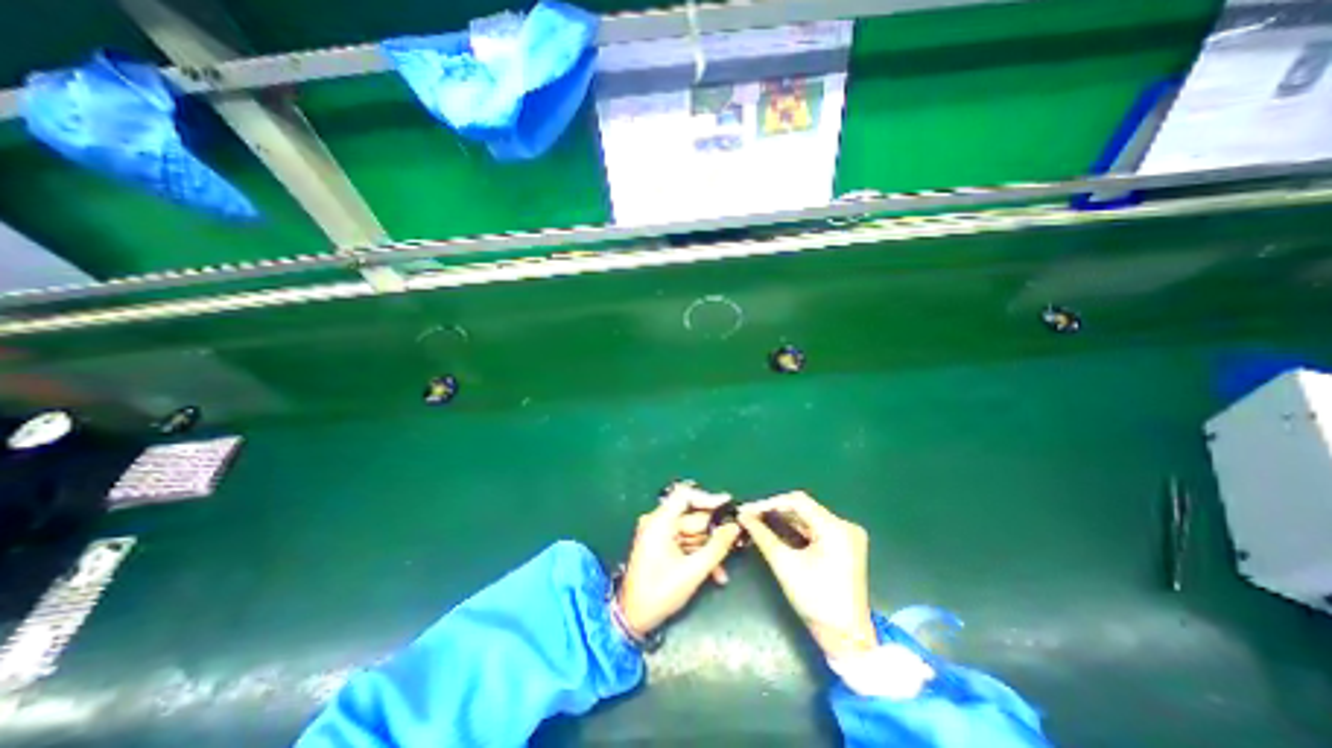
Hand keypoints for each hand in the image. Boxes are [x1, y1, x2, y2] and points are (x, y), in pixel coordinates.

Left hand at [618, 486, 744, 635]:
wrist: (633, 618)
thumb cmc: (660, 593)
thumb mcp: (693, 571)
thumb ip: (717, 547)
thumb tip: (735, 527)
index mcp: (659, 522)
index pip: (684, 495)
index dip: (707, 498)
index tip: (728, 506)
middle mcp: (658, 522)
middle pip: (692, 516)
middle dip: (713, 532)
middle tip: (735, 540)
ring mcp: (659, 533)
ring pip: (692, 532)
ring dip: (708, 548)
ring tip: (722, 568)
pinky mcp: (661, 545)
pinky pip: (685, 542)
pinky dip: (699, 554)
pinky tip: (714, 573)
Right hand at [733, 494, 882, 655]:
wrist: (847, 638)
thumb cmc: (815, 601)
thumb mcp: (785, 564)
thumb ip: (762, 535)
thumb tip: (743, 515)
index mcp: (835, 528)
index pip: (797, 501)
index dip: (769, 503)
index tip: (747, 510)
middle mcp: (845, 525)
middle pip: (803, 507)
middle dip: (774, 510)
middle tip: (749, 515)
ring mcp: (847, 535)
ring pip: (807, 517)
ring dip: (783, 518)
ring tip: (757, 520)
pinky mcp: (844, 544)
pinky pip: (815, 527)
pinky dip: (795, 528)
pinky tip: (776, 528)